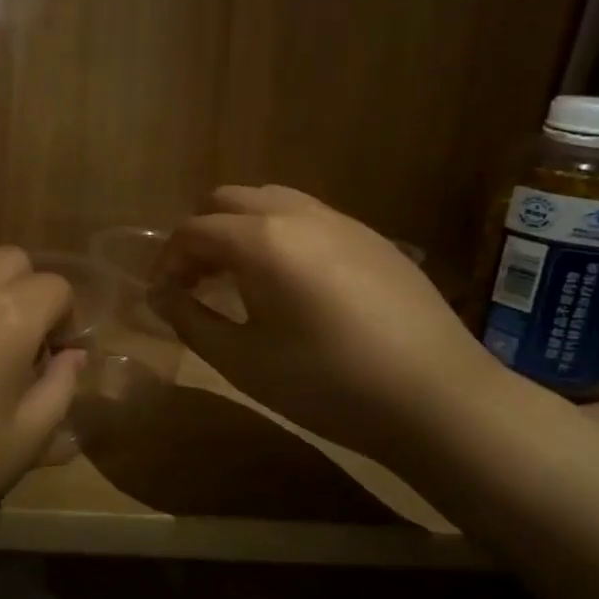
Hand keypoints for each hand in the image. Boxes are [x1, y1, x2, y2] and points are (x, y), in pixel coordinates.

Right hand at [150, 185, 498, 465]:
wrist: (436, 398)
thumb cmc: (325, 383)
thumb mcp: (241, 359)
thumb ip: (190, 318)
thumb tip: (161, 294)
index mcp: (260, 240)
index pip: (193, 231)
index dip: (167, 260)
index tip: (162, 295)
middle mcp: (297, 214)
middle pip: (228, 200)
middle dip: (201, 235)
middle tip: (196, 281)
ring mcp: (341, 222)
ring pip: (271, 200)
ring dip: (240, 229)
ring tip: (239, 277)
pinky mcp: (372, 238)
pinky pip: (309, 217)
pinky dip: (279, 234)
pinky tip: (290, 282)